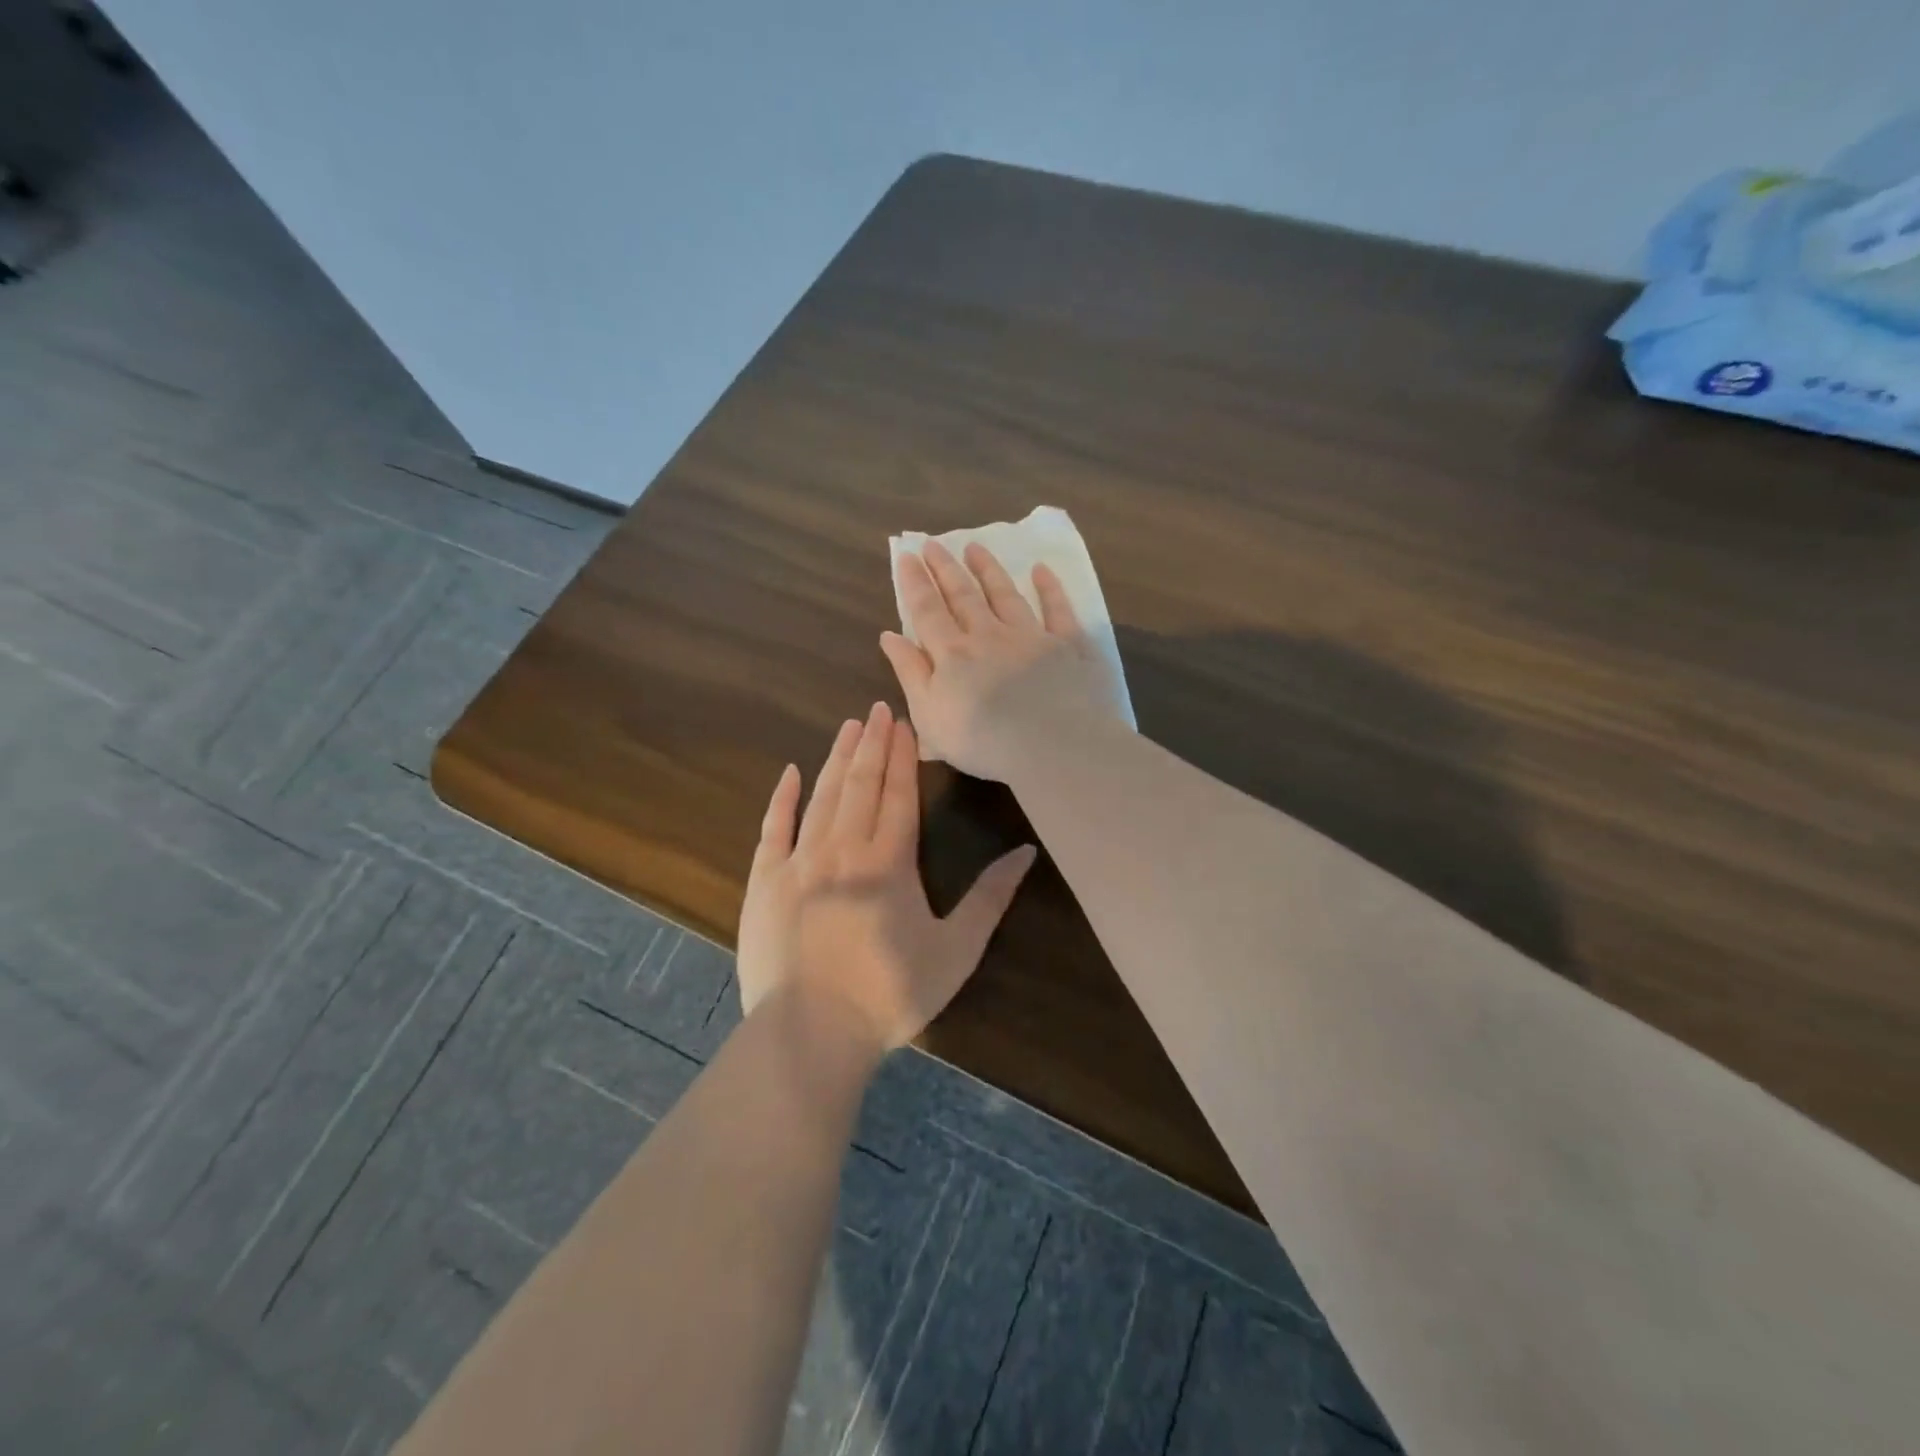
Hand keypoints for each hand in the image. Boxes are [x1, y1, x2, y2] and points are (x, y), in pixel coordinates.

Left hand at [736, 702, 1036, 1053]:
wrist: (812, 1033)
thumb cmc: (890, 994)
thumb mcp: (956, 950)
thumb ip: (991, 898)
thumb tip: (1026, 852)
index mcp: (889, 862)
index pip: (898, 794)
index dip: (902, 756)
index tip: (904, 722)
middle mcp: (843, 849)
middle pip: (860, 785)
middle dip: (871, 744)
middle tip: (878, 708)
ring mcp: (799, 863)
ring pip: (821, 797)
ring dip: (836, 759)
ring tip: (848, 726)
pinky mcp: (765, 883)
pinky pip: (773, 829)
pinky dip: (782, 799)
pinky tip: (790, 772)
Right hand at [881, 540, 1124, 783]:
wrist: (1054, 746)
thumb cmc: (983, 741)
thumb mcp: (929, 715)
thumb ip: (910, 672)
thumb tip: (889, 636)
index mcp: (953, 654)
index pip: (927, 610)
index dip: (915, 583)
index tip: (907, 556)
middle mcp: (990, 635)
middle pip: (964, 595)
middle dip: (946, 568)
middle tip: (934, 544)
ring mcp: (1032, 636)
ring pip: (1006, 595)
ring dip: (989, 570)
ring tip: (975, 547)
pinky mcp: (1069, 646)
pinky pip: (1058, 609)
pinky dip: (1050, 588)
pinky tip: (1041, 570)